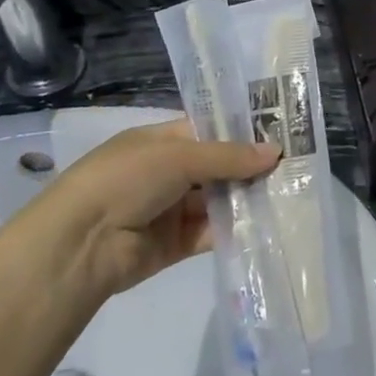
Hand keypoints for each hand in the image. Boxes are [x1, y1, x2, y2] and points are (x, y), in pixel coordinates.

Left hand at [37, 120, 276, 297]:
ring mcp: (172, 209)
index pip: (209, 131)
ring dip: (247, 198)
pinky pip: (212, 232)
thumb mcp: (177, 157)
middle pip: (217, 166)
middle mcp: (167, 172)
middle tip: (295, 166)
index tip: (282, 132)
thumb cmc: (124, 180)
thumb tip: (275, 152)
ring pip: (218, 200)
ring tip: (289, 194)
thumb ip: (227, 156)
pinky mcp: (177, 244)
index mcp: (161, 141)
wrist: (80, 244)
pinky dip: (236, 229)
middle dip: (250, 167)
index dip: (242, 132)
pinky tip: (267, 223)